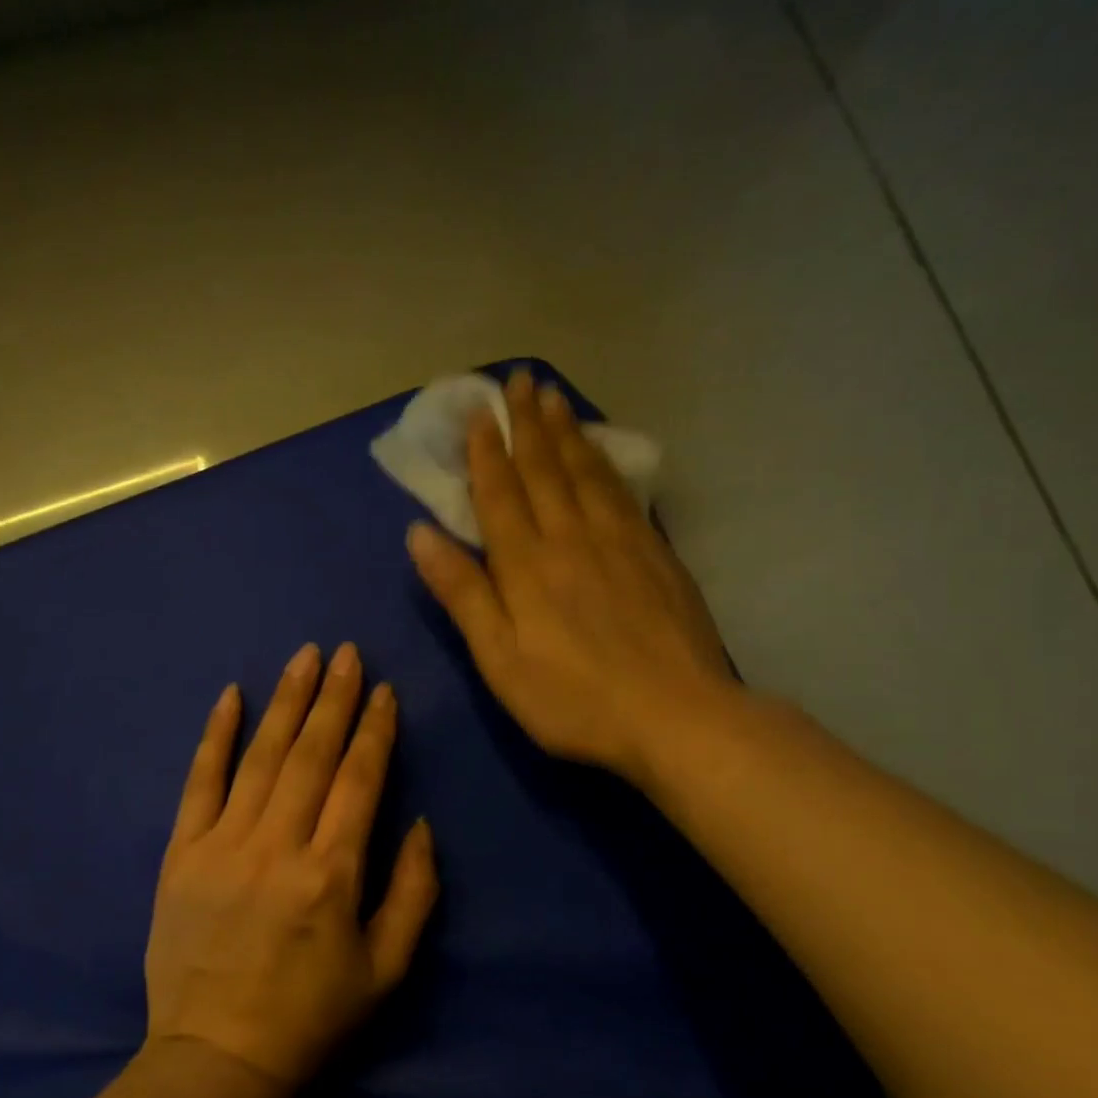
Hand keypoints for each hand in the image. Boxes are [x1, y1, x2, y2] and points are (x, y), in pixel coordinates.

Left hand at [146, 644, 438, 1097]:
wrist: (215, 1058)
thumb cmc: (310, 1019)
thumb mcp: (386, 971)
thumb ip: (414, 893)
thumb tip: (419, 824)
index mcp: (332, 874)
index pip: (359, 781)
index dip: (375, 731)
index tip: (384, 691)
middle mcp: (278, 846)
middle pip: (312, 755)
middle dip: (334, 698)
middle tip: (347, 653)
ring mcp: (224, 844)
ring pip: (261, 757)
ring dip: (286, 702)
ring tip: (304, 658)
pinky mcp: (183, 853)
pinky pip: (200, 782)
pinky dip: (215, 736)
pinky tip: (230, 696)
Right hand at [406, 369, 741, 790]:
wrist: (676, 716)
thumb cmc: (573, 698)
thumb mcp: (499, 659)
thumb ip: (463, 594)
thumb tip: (421, 534)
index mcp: (527, 565)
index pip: (500, 494)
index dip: (485, 453)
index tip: (478, 413)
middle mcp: (571, 538)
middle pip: (544, 469)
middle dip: (526, 424)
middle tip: (518, 381)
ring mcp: (620, 542)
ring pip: (585, 472)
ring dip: (565, 432)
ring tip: (553, 397)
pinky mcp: (655, 554)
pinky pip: (621, 492)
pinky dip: (604, 462)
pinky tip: (600, 451)